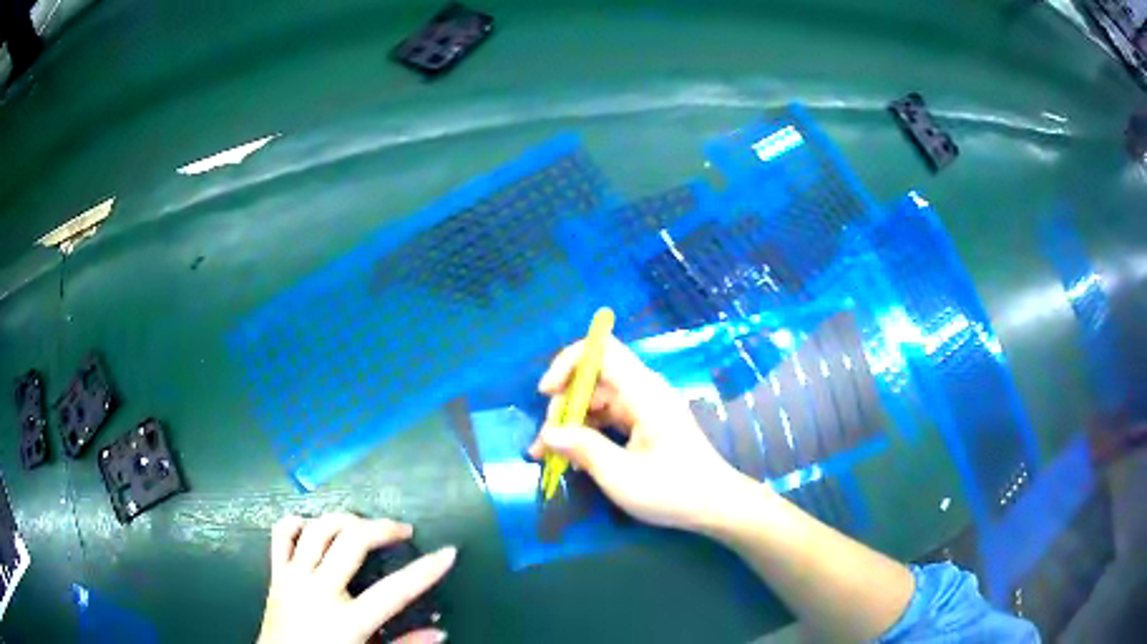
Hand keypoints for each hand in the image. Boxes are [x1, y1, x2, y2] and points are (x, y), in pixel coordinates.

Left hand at [257, 514, 454, 643]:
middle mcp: (317, 591)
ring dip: (345, 519)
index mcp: (346, 621)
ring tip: (364, 525)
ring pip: (318, 530)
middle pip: (352, 543)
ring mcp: (292, 577)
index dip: (425, 571)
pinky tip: (315, 527)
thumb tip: (440, 630)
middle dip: (383, 528)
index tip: (449, 552)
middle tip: (403, 530)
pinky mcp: (275, 572)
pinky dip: (299, 523)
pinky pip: (282, 534)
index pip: (394, 591)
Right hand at [528, 337, 751, 532]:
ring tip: (546, 454)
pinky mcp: (645, 424)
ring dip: (570, 422)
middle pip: (594, 377)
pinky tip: (571, 458)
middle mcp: (644, 392)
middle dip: (564, 403)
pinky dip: (586, 432)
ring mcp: (645, 408)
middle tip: (545, 441)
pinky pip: (608, 416)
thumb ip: (583, 449)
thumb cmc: (673, 491)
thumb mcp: (621, 476)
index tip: (546, 392)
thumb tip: (547, 434)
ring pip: (597, 399)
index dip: (569, 362)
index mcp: (644, 392)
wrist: (716, 506)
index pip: (602, 350)